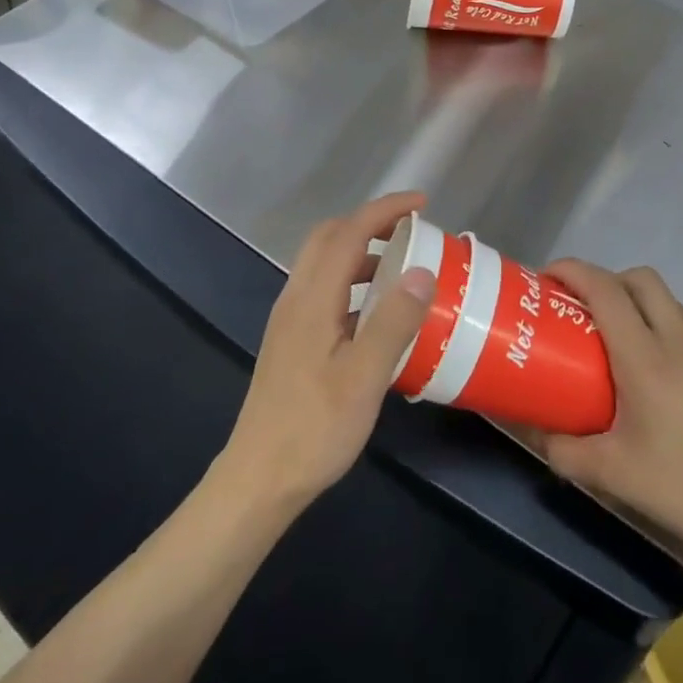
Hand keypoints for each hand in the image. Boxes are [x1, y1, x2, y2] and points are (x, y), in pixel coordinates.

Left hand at [221, 192, 436, 511]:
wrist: (259, 478)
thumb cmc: (314, 429)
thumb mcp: (364, 378)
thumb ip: (393, 322)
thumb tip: (422, 270)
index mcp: (312, 300)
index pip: (349, 233)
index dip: (385, 211)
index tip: (423, 204)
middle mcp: (296, 299)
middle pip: (329, 238)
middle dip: (371, 223)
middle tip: (411, 232)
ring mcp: (290, 320)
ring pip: (324, 264)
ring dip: (361, 252)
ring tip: (401, 270)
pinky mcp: (292, 340)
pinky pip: (324, 290)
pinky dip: (353, 282)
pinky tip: (376, 314)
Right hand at [537, 263, 682, 598]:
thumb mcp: (615, 475)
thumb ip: (565, 452)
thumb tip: (535, 434)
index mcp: (645, 358)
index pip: (604, 289)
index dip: (573, 271)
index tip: (550, 275)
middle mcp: (682, 340)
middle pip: (642, 280)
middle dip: (610, 281)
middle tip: (589, 310)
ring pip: (674, 306)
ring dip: (646, 312)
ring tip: (635, 352)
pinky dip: (680, 341)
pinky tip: (680, 382)